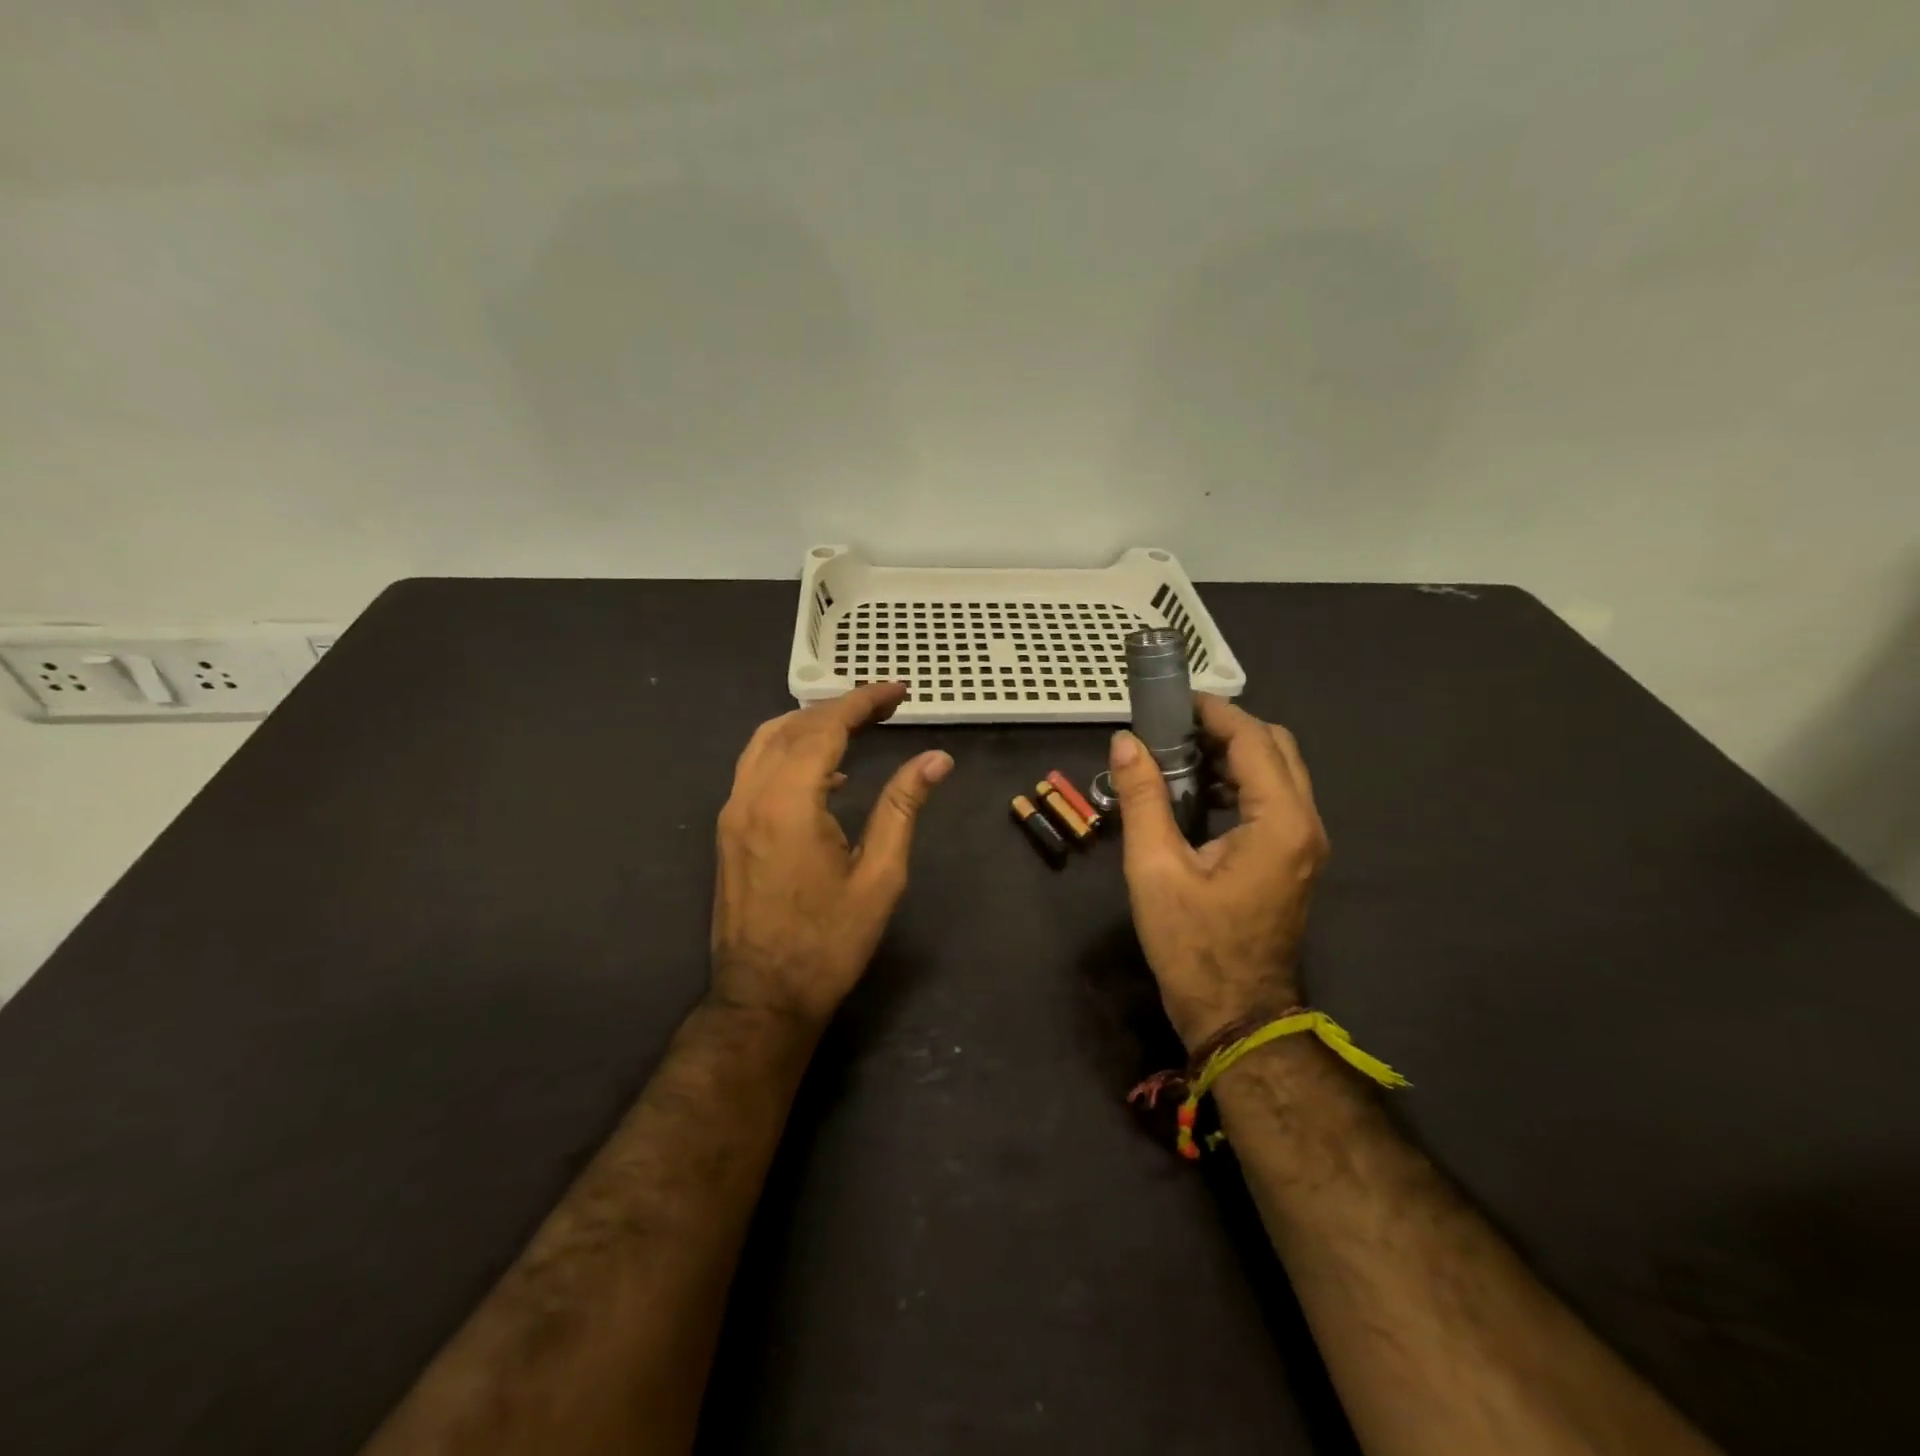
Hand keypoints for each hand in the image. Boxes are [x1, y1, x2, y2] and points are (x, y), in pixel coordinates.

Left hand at [711, 682, 952, 1024]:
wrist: (763, 996)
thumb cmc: (829, 942)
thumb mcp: (880, 876)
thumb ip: (903, 807)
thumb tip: (936, 759)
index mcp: (789, 802)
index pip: (825, 728)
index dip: (863, 702)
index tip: (898, 692)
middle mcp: (751, 795)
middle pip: (793, 726)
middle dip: (840, 707)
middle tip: (886, 706)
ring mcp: (733, 812)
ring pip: (766, 741)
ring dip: (810, 724)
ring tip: (857, 726)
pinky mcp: (728, 830)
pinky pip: (756, 767)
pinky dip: (790, 751)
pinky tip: (826, 771)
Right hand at [1107, 694, 1328, 1051]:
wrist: (1235, 1013)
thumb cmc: (1192, 945)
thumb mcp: (1154, 869)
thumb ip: (1142, 799)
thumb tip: (1125, 742)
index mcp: (1279, 822)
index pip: (1253, 741)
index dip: (1215, 712)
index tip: (1173, 700)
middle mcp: (1305, 824)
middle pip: (1276, 748)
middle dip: (1228, 728)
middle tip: (1174, 727)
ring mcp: (1305, 844)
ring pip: (1280, 772)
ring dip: (1236, 753)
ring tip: (1180, 753)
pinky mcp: (1294, 859)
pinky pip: (1276, 799)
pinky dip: (1242, 781)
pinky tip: (1201, 792)